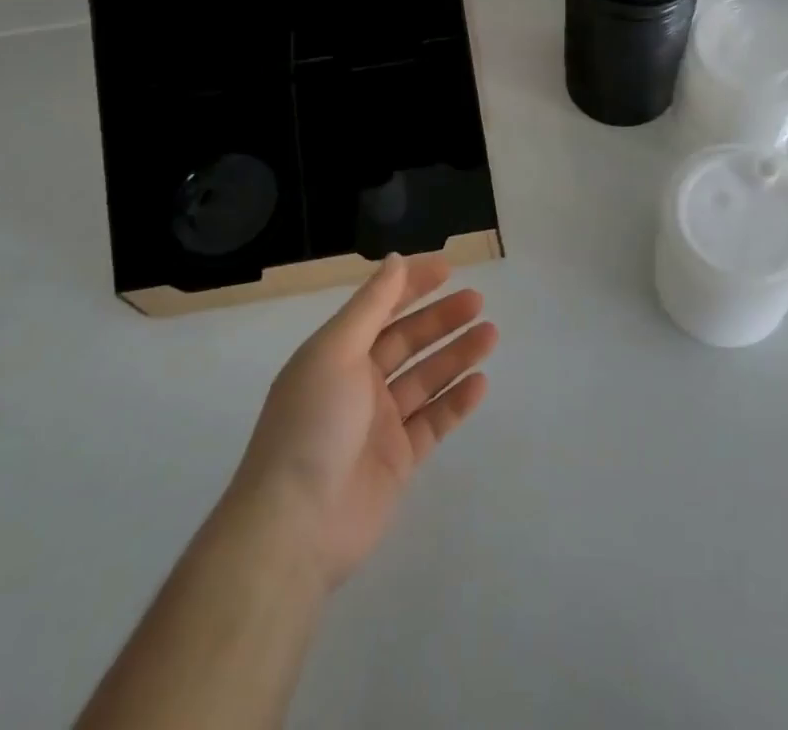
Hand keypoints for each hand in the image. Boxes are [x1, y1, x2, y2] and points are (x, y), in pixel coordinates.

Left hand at [227, 253, 496, 589]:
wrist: (296, 527)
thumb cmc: (313, 424)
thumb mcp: (336, 351)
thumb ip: (370, 306)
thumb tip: (395, 260)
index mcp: (336, 354)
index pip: (380, 308)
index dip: (411, 285)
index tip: (448, 267)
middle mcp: (358, 383)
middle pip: (407, 341)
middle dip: (441, 318)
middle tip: (478, 300)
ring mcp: (380, 423)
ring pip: (426, 378)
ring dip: (456, 354)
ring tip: (491, 334)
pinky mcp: (399, 460)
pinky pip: (433, 422)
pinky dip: (456, 402)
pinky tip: (480, 383)